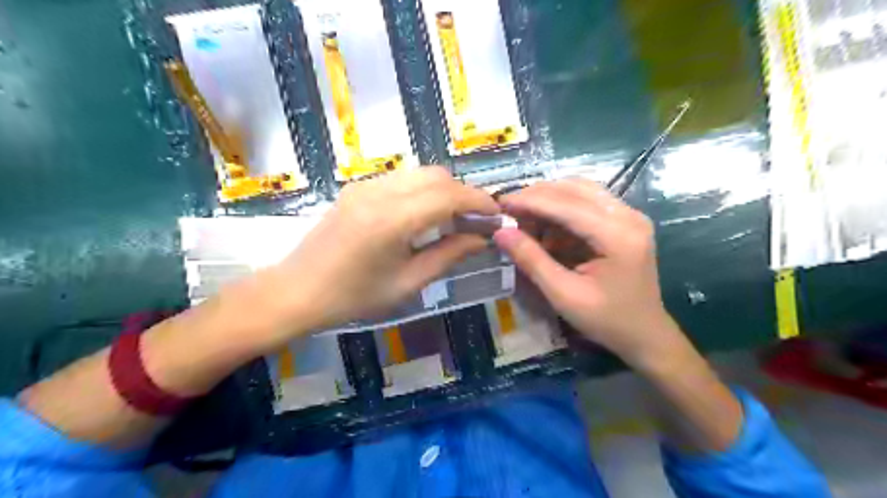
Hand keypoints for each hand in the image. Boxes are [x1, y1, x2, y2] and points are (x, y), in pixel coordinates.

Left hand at [261, 165, 496, 334]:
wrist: (297, 290)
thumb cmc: (353, 297)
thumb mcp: (408, 283)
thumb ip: (448, 256)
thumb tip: (481, 239)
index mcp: (393, 220)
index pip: (449, 195)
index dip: (479, 201)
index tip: (496, 214)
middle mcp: (380, 192)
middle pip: (437, 176)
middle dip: (463, 193)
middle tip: (475, 220)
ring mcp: (365, 185)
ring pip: (420, 173)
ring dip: (444, 189)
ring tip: (453, 217)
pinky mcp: (357, 187)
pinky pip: (401, 179)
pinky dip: (423, 189)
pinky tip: (424, 214)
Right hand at [495, 178, 676, 368]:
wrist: (645, 334)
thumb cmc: (606, 320)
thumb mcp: (563, 295)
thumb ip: (532, 260)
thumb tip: (500, 232)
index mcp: (618, 236)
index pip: (567, 205)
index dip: (530, 201)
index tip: (500, 203)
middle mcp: (629, 216)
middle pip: (575, 189)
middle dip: (538, 196)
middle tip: (508, 209)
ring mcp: (630, 216)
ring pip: (581, 190)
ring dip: (549, 199)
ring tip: (523, 216)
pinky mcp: (625, 221)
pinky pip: (588, 202)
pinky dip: (562, 209)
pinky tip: (545, 226)